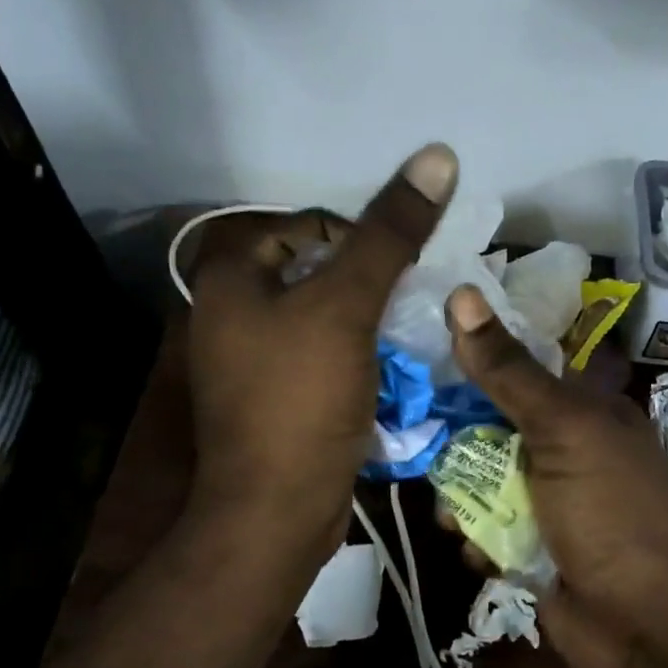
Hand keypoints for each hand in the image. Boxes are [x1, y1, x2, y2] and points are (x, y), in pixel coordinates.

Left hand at [183, 145, 456, 561]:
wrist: (277, 512)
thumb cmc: (302, 400)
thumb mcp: (347, 306)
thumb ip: (390, 234)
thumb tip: (436, 156)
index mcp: (230, 281)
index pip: (305, 228)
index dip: (357, 239)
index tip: (398, 273)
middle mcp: (231, 316)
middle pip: (317, 274)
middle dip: (369, 285)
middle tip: (410, 305)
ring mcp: (251, 363)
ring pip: (325, 320)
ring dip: (370, 323)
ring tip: (408, 338)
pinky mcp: (275, 401)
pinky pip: (323, 360)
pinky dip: (357, 358)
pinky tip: (389, 374)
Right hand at [444, 284, 667, 667]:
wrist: (646, 628)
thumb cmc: (613, 513)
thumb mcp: (563, 430)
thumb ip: (509, 371)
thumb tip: (461, 295)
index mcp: (585, 409)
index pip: (520, 365)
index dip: (474, 355)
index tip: (421, 347)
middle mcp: (565, 448)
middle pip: (491, 424)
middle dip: (457, 437)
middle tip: (414, 435)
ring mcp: (547, 501)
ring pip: (481, 479)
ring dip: (461, 496)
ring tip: (455, 515)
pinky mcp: (530, 547)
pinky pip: (485, 528)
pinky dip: (476, 538)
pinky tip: (479, 553)